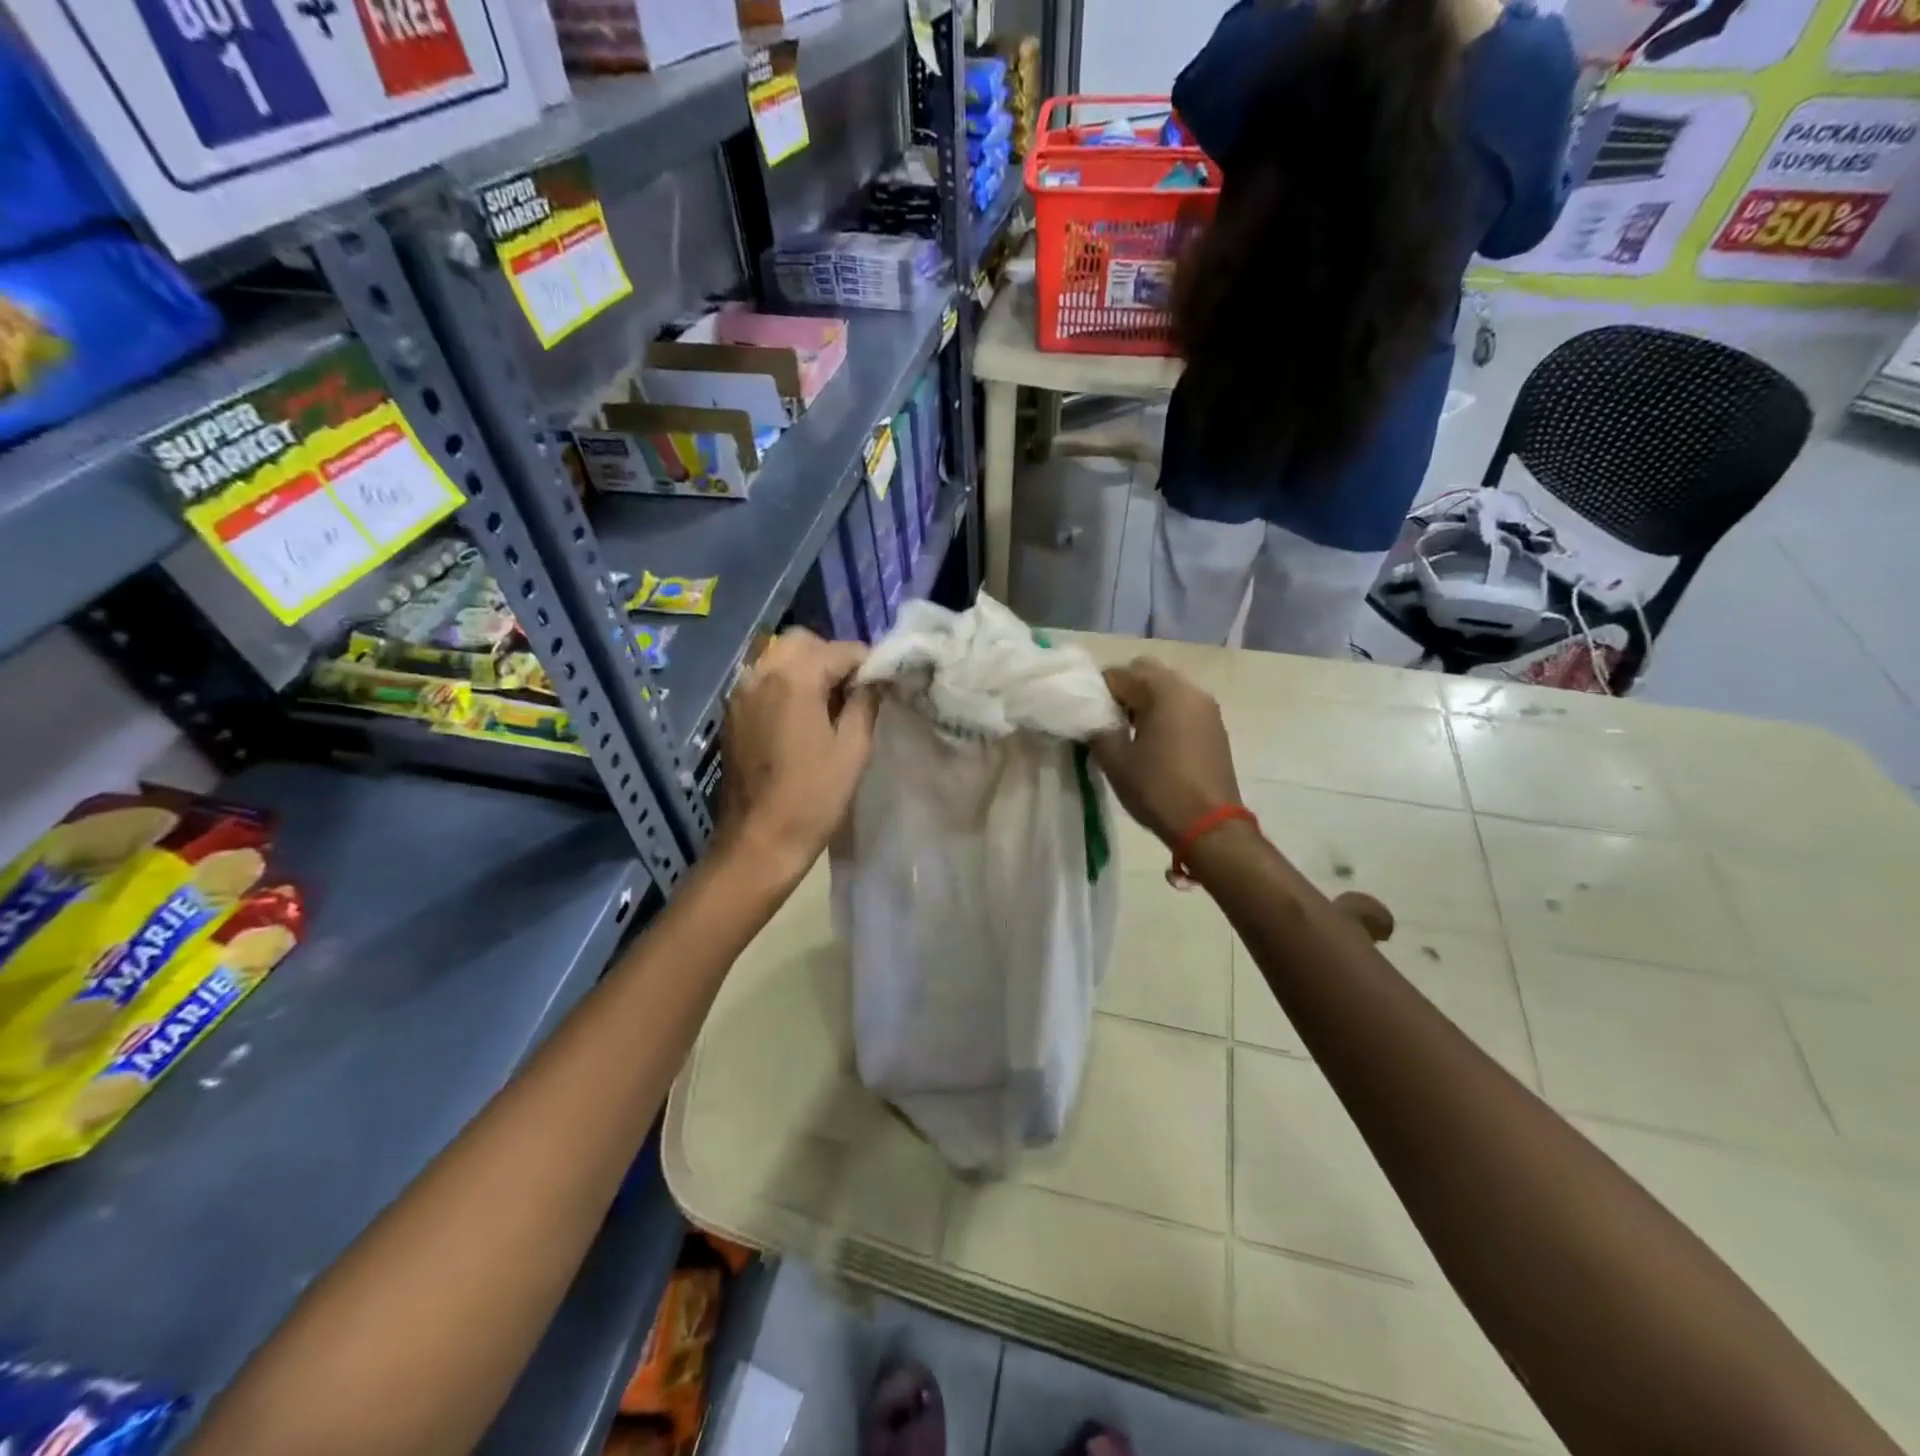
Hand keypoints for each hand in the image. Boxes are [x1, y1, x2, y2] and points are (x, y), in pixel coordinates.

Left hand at [718, 629, 878, 877]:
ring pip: (779, 657)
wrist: (759, 841)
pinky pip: (763, 680)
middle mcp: (761, 674)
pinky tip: (802, 717)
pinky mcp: (733, 714)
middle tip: (853, 691)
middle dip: (832, 657)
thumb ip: (866, 703)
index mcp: (794, 679)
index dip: (867, 663)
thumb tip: (875, 679)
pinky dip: (785, 684)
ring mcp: (741, 693)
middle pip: (803, 642)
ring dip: (807, 668)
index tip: (882, 685)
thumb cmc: (814, 797)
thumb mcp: (853, 749)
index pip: (840, 649)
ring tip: (828, 704)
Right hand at [1090, 657, 1241, 847]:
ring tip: (1129, 735)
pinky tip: (1153, 744)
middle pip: (1146, 673)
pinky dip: (1163, 714)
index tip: (1088, 717)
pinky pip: (1181, 706)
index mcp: (1164, 691)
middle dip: (1123, 691)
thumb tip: (1091, 718)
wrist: (1210, 826)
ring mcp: (1206, 708)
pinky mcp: (1214, 727)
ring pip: (1166, 688)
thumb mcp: (1115, 761)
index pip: (1119, 673)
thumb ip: (1097, 729)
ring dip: (1144, 702)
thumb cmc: (1158, 789)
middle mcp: (1189, 689)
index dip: (1097, 692)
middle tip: (1108, 722)